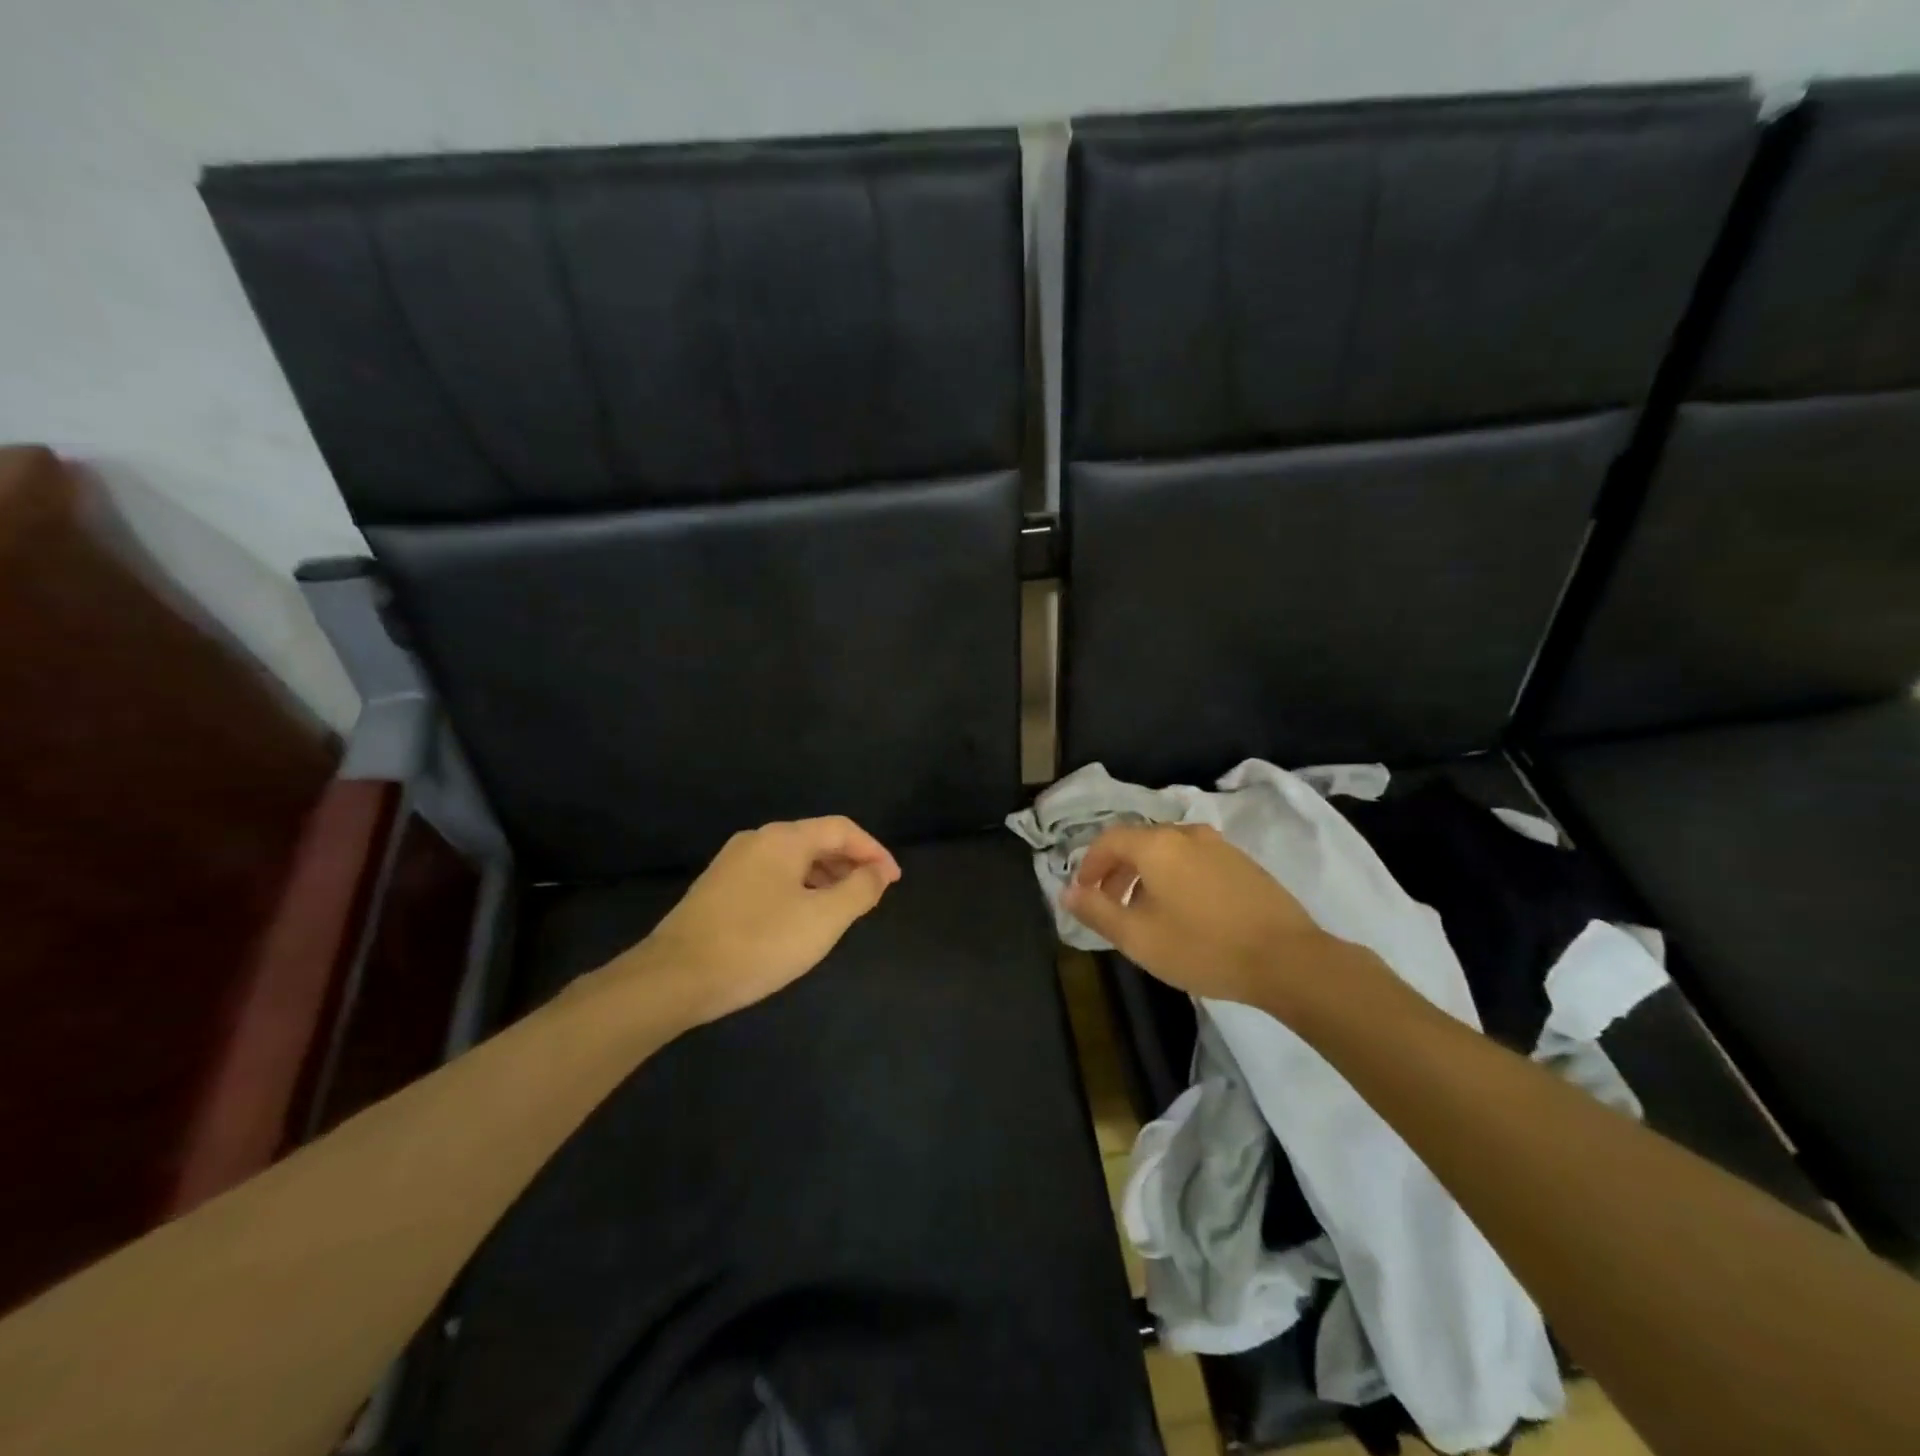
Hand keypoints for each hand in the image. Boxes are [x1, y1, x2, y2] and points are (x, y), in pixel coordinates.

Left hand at [617, 816, 900, 1026]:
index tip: (893, 881)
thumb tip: (878, 873)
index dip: (874, 851)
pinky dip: (799, 889)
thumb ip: (859, 890)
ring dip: (825, 878)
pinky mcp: (718, 889)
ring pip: (793, 861)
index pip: (842, 829)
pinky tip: (801, 920)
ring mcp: (733, 864)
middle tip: (872, 895)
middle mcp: (757, 840)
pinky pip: (772, 877)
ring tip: (843, 910)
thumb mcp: (823, 919)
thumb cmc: (759, 943)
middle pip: (816, 840)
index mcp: (784, 838)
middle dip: (850, 864)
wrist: (674, 977)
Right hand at [1062, 823, 1333, 1010]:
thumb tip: (1066, 892)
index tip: (1082, 892)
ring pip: (1168, 851)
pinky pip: (1193, 860)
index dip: (1088, 864)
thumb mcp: (1138, 937)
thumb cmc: (1203, 947)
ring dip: (1146, 875)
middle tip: (1109, 905)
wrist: (1288, 960)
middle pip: (1138, 842)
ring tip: (1145, 912)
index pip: (1108, 839)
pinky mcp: (1243, 862)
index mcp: (1156, 845)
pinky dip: (1175, 877)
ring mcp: (1219, 845)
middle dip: (1116, 871)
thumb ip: (1097, 911)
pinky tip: (1184, 911)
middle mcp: (1186, 833)